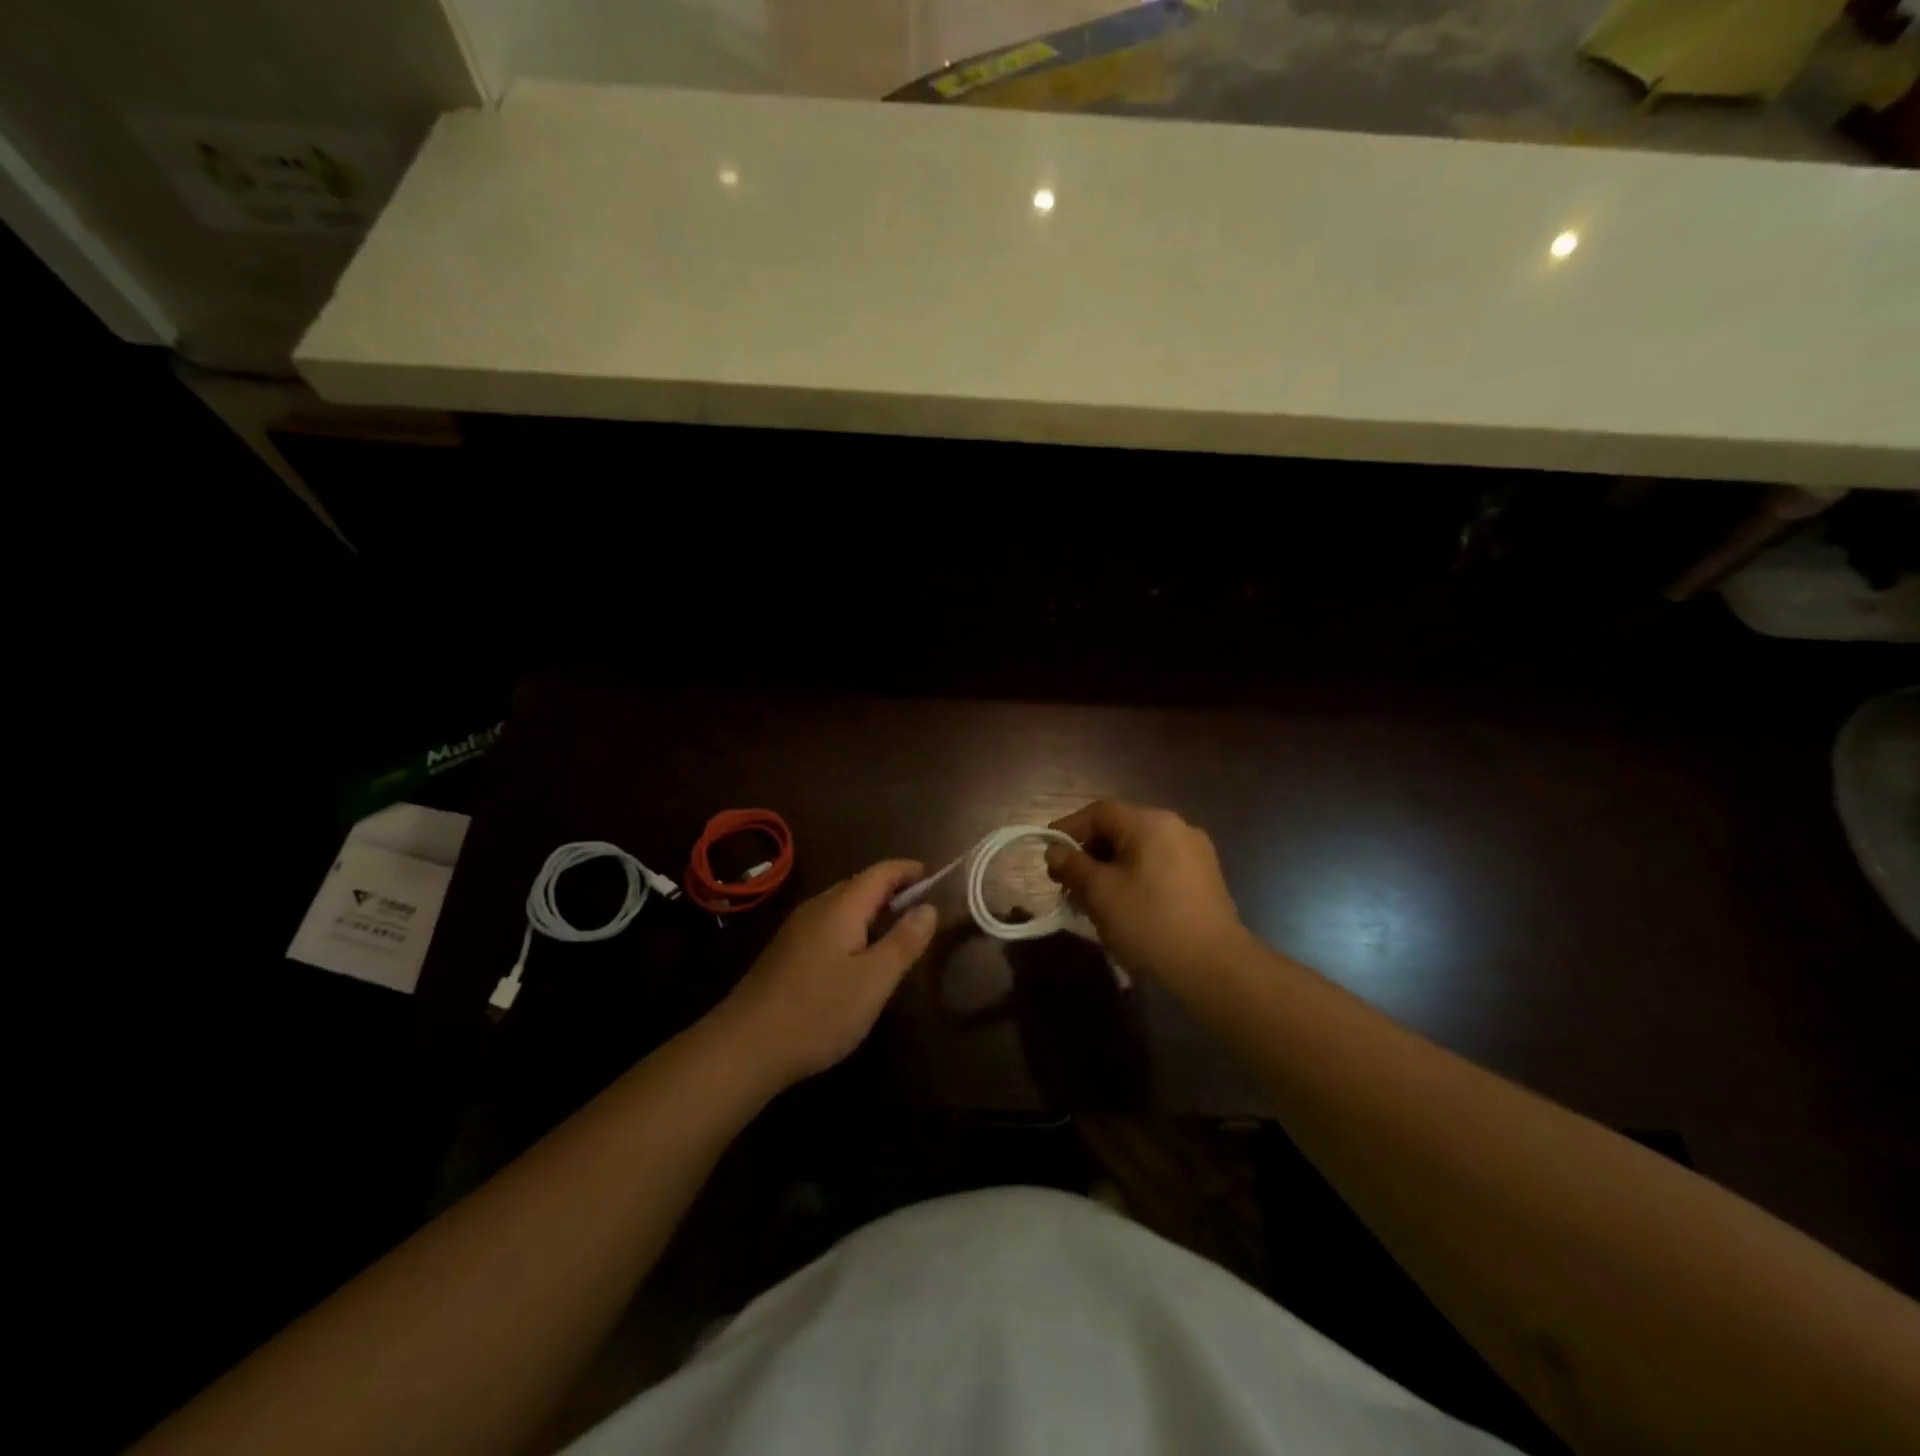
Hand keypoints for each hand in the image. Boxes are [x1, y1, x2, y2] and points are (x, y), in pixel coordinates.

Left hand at [718, 860, 937, 1086]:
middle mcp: (816, 908)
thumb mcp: (874, 980)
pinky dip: (853, 927)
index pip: (881, 872)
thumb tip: (929, 907)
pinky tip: (858, 956)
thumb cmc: (819, 1011)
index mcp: (841, 907)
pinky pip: (828, 925)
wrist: (744, 1047)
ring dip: (871, 909)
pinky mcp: (785, 953)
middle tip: (922, 907)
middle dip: (892, 889)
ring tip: (896, 929)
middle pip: (859, 885)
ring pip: (841, 906)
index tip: (935, 876)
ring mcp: (796, 930)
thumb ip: (904, 941)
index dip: (908, 870)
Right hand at [1045, 800, 1250, 990]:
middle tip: (1067, 883)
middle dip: (1088, 854)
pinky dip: (1134, 878)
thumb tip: (1055, 851)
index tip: (1047, 853)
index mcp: (1151, 823)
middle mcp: (1176, 828)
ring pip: (1139, 851)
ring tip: (1091, 900)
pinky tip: (1123, 907)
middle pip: (1120, 830)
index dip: (1068, 829)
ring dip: (1110, 869)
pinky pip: (1158, 867)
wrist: (1214, 968)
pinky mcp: (1204, 879)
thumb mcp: (1100, 893)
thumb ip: (1073, 865)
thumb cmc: (1150, 922)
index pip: (1099, 813)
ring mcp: (1195, 854)